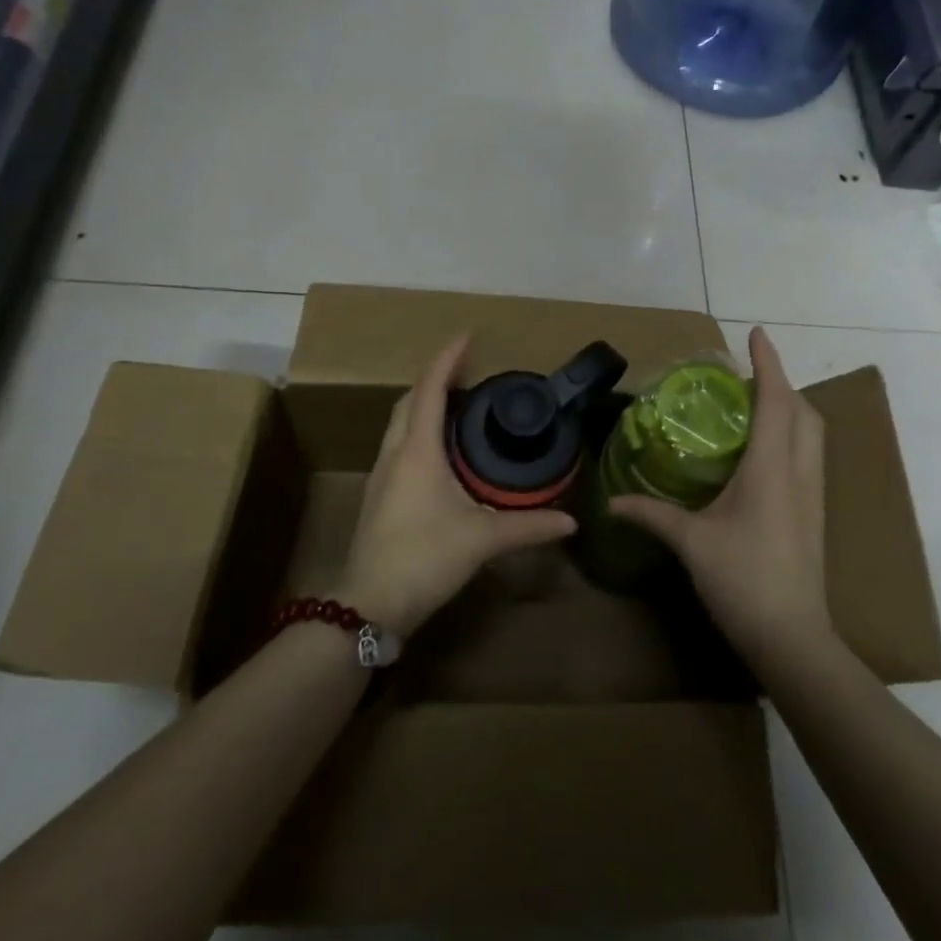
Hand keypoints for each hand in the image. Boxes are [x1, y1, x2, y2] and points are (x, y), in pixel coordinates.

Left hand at [335, 334, 575, 635]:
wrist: (369, 604)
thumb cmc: (424, 558)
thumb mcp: (482, 539)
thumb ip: (529, 526)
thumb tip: (571, 521)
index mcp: (417, 450)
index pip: (430, 389)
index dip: (448, 358)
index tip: (468, 336)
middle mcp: (394, 453)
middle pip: (410, 400)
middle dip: (436, 379)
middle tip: (469, 374)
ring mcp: (381, 474)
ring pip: (400, 422)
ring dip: (425, 405)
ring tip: (459, 406)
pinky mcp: (379, 494)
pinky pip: (398, 444)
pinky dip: (419, 431)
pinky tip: (441, 452)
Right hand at [609, 327, 828, 667]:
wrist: (792, 637)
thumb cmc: (743, 581)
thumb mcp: (691, 543)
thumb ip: (651, 515)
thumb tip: (611, 504)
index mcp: (771, 469)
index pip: (775, 401)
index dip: (768, 363)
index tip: (756, 333)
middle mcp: (798, 473)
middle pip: (803, 411)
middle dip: (781, 383)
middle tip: (747, 375)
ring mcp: (813, 495)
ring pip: (812, 434)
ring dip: (790, 408)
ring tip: (756, 404)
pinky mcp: (814, 515)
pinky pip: (809, 456)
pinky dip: (791, 435)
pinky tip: (764, 452)